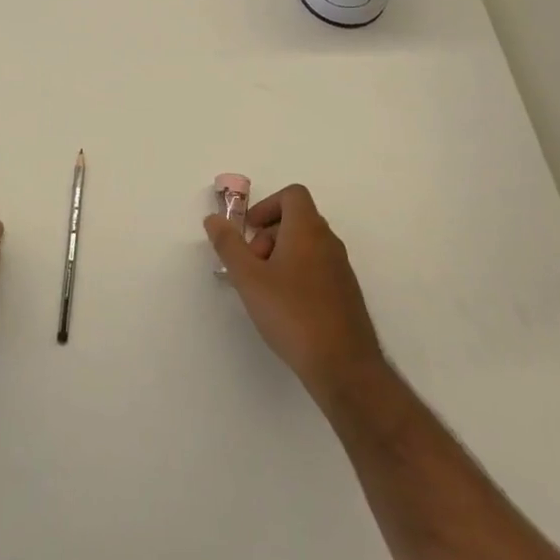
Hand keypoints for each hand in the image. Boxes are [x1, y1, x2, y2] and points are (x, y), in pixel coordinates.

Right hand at [206, 184, 384, 396]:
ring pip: (307, 245)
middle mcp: (329, 242)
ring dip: (281, 256)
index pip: (293, 194)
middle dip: (268, 235)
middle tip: (252, 265)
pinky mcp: (346, 293)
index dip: (267, 205)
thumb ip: (228, 245)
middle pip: (297, 219)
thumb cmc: (291, 313)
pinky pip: (317, 268)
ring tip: (264, 290)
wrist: (343, 365)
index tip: (249, 230)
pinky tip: (285, 307)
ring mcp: (341, 268)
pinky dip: (297, 274)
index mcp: (308, 230)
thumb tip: (213, 219)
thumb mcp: (249, 278)